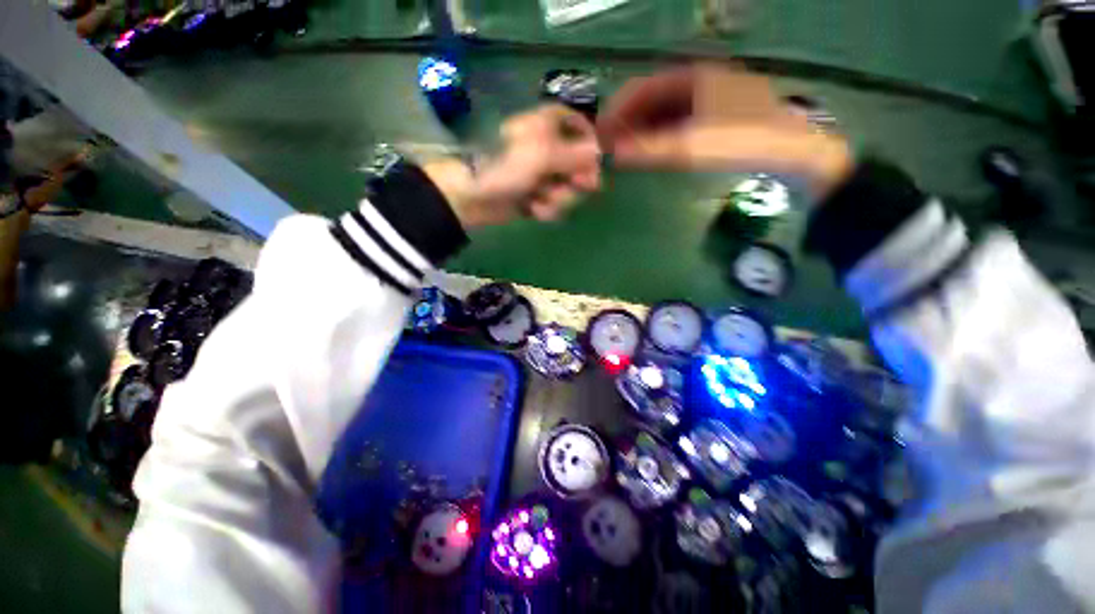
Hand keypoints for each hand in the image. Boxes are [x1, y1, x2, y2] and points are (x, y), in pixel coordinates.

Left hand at [425, 105, 601, 227]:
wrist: (473, 195)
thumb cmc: (505, 166)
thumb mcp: (542, 155)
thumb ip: (574, 155)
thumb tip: (600, 153)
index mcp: (548, 126)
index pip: (581, 127)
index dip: (590, 146)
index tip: (594, 163)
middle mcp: (549, 149)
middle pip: (580, 165)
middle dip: (575, 181)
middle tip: (572, 186)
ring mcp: (543, 175)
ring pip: (568, 189)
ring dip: (557, 199)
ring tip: (538, 199)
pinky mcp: (537, 196)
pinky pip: (555, 204)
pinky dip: (545, 209)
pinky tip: (531, 208)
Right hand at [597, 64, 853, 198]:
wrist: (793, 152)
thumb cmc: (740, 142)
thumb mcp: (690, 146)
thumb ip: (649, 149)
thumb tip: (613, 154)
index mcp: (693, 77)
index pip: (642, 88)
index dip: (618, 111)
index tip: (600, 134)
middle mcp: (700, 82)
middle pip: (653, 99)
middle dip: (629, 122)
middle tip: (610, 147)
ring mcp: (711, 99)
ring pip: (666, 111)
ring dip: (644, 130)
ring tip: (626, 152)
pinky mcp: (718, 117)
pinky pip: (680, 122)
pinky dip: (661, 135)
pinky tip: (653, 150)